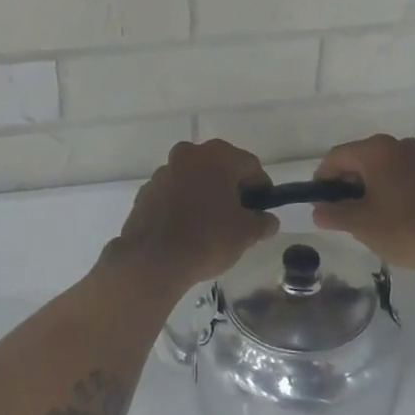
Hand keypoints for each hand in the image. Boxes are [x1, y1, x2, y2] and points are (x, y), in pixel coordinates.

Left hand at [104, 140, 275, 296]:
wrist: (153, 260)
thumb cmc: (208, 238)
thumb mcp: (246, 233)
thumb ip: (262, 222)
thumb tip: (268, 220)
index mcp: (217, 155)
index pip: (250, 166)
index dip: (261, 188)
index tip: (262, 211)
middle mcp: (189, 154)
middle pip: (220, 168)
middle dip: (231, 189)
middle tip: (239, 217)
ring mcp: (164, 171)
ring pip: (194, 179)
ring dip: (205, 194)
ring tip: (210, 225)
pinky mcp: (146, 191)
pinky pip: (173, 193)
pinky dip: (183, 204)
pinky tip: (186, 230)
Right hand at [312, 135, 414, 277]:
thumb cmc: (405, 229)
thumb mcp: (361, 225)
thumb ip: (334, 214)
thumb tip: (318, 210)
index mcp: (376, 150)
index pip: (336, 157)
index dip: (322, 178)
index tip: (319, 203)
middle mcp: (398, 145)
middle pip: (359, 159)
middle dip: (346, 184)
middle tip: (341, 213)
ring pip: (381, 168)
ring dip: (368, 187)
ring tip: (365, 217)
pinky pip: (400, 175)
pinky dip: (389, 189)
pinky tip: (391, 216)